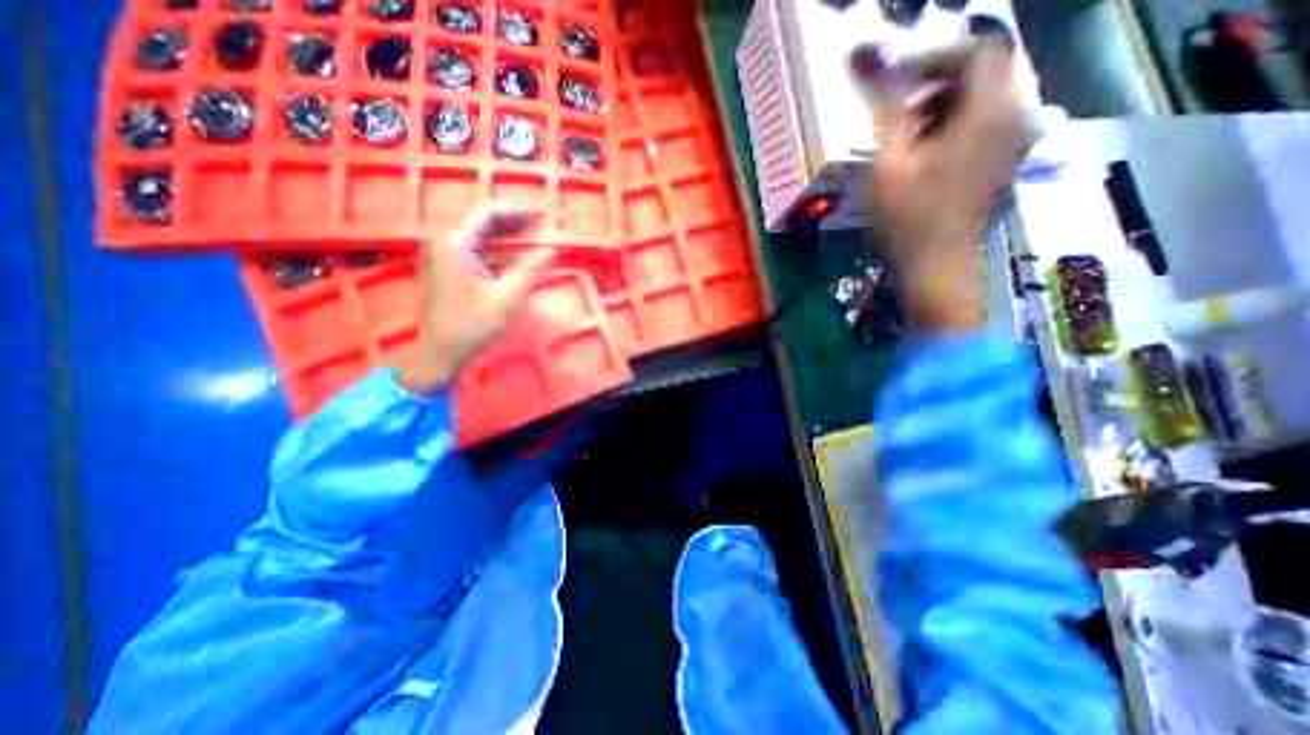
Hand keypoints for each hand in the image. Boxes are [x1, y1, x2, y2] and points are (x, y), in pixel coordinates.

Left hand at [393, 206, 546, 391]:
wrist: (442, 352)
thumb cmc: (474, 323)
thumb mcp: (508, 295)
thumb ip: (530, 268)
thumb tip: (551, 250)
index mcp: (455, 243)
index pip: (488, 214)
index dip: (518, 213)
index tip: (542, 216)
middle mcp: (445, 243)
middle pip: (483, 224)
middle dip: (514, 224)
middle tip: (541, 226)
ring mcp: (444, 257)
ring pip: (480, 239)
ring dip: (507, 239)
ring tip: (534, 239)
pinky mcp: (447, 271)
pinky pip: (476, 253)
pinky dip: (497, 253)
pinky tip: (516, 259)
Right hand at [866, 39, 1028, 328]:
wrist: (936, 264)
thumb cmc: (908, 217)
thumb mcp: (890, 161)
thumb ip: (886, 106)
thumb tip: (865, 58)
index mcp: (989, 109)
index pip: (977, 48)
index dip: (932, 57)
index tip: (895, 82)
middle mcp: (1015, 114)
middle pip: (985, 69)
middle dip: (938, 82)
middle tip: (899, 111)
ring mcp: (1015, 138)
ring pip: (986, 95)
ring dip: (945, 104)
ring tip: (907, 136)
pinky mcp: (1006, 157)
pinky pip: (988, 120)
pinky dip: (956, 124)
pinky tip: (927, 153)